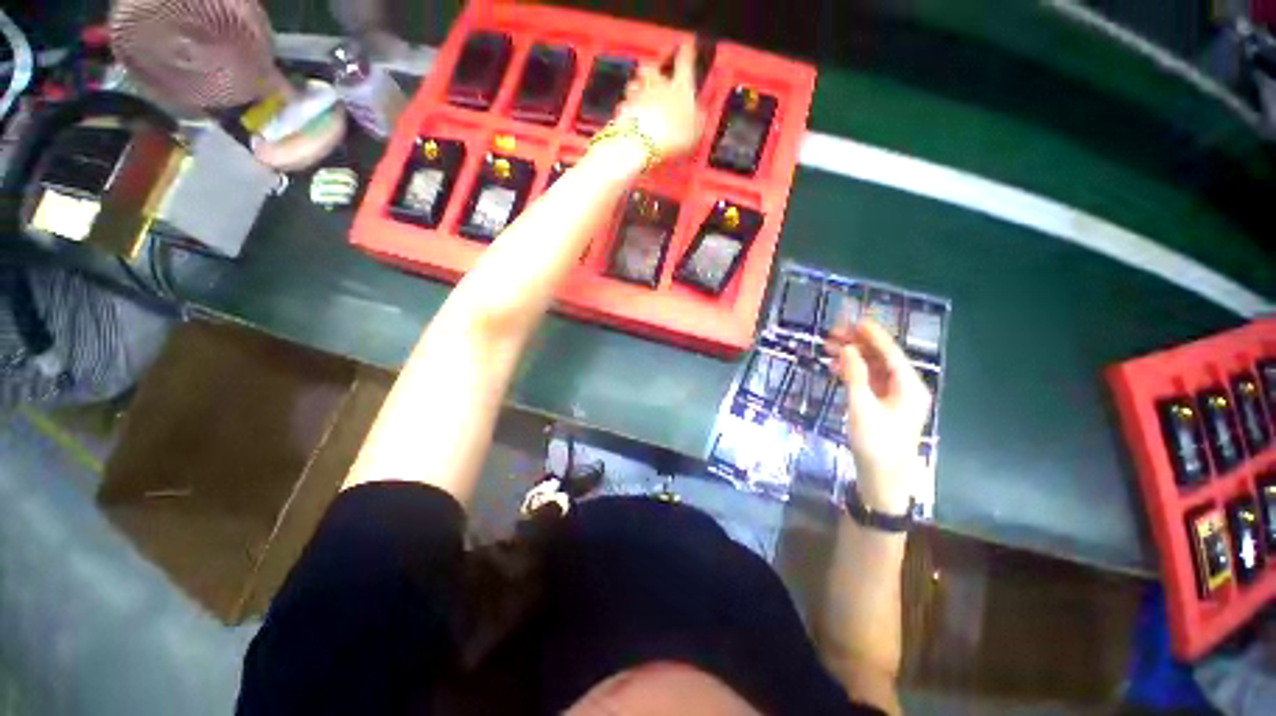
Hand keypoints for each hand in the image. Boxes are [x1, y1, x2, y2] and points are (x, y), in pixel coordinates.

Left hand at [615, 42, 702, 158]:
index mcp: (680, 86)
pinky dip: (627, 108)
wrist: (642, 143)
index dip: (687, 51)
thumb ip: (698, 118)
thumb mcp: (696, 129)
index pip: (685, 61)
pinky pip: (624, 105)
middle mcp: (657, 85)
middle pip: (651, 66)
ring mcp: (638, 96)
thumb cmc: (674, 135)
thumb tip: (699, 112)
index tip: (687, 46)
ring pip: (634, 83)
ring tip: (639, 93)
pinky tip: (628, 115)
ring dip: (637, 86)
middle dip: (653, 66)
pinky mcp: (623, 111)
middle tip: (655, 69)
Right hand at [825, 320, 931, 514]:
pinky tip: (835, 367)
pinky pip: (867, 381)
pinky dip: (852, 373)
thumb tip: (846, 348)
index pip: (891, 353)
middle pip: (881, 358)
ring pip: (872, 369)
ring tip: (828, 347)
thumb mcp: (862, 408)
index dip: (872, 335)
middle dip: (858, 344)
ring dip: (852, 357)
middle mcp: (905, 388)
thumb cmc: (876, 444)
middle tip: (833, 332)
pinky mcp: (881, 406)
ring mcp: (893, 398)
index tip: (854, 320)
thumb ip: (855, 375)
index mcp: (909, 387)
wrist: (882, 480)